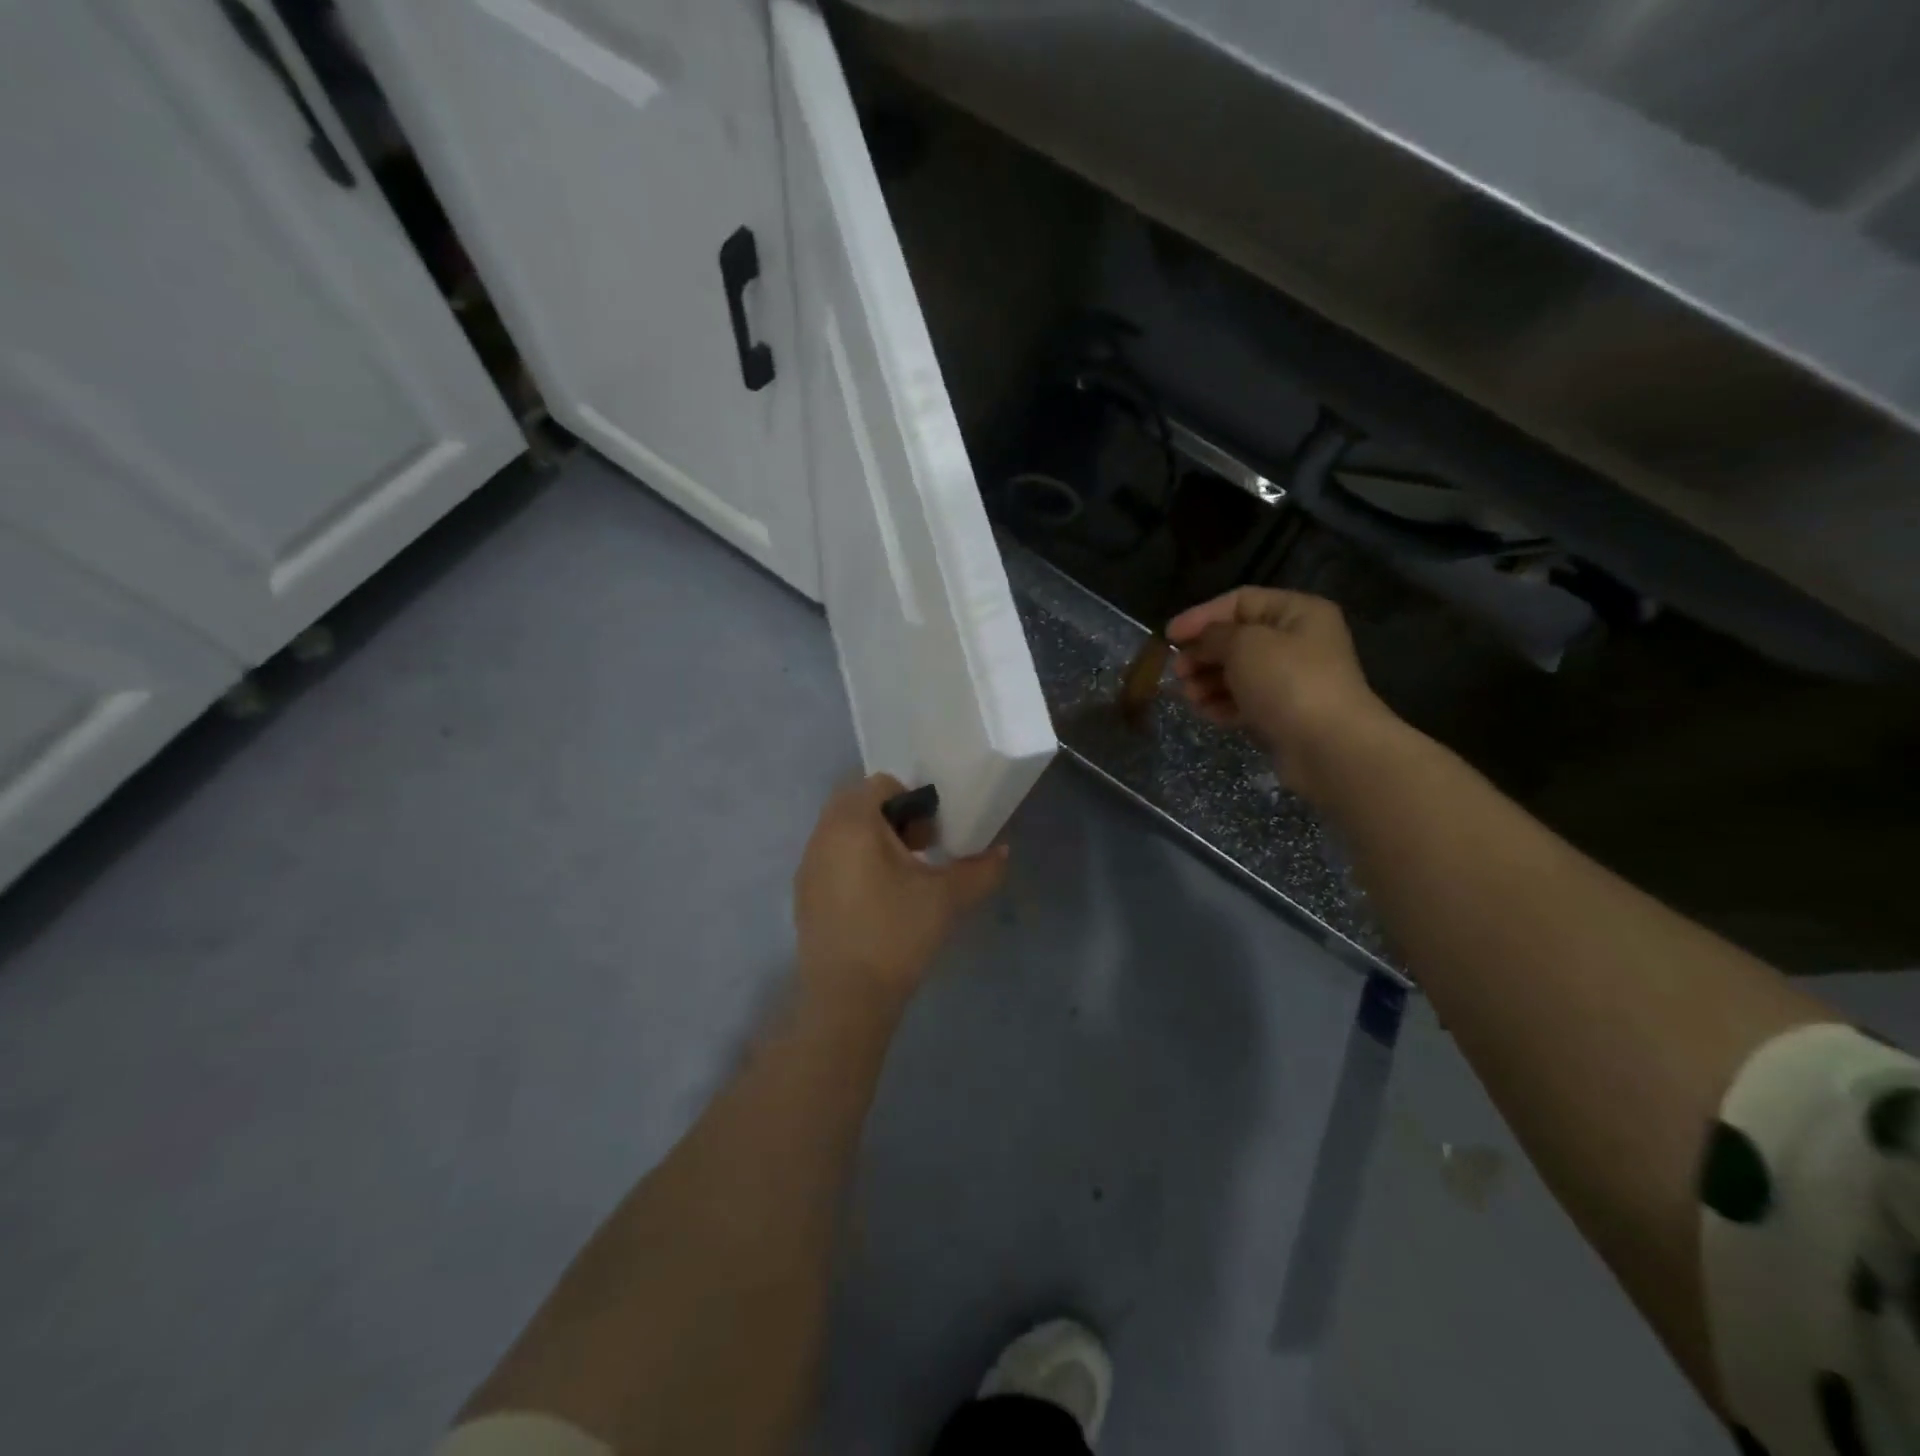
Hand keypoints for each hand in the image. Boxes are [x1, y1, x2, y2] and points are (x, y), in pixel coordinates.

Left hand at [793, 774, 1009, 1013]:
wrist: (847, 998)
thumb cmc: (897, 934)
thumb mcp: (948, 898)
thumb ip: (981, 868)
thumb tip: (1002, 851)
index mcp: (852, 823)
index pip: (881, 784)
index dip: (914, 800)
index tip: (932, 834)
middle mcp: (822, 835)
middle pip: (859, 804)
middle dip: (894, 819)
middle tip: (922, 850)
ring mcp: (808, 866)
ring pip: (843, 832)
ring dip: (875, 841)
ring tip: (904, 877)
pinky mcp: (804, 894)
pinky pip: (832, 859)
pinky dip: (856, 864)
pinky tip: (879, 901)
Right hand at [1166, 588, 1395, 799]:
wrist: (1328, 747)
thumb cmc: (1287, 682)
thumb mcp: (1244, 644)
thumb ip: (1214, 635)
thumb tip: (1200, 642)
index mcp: (1297, 613)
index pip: (1240, 601)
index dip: (1201, 615)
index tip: (1169, 635)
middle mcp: (1298, 642)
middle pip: (1237, 640)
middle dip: (1202, 654)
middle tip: (1177, 671)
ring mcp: (1292, 681)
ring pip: (1238, 673)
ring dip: (1207, 682)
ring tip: (1188, 696)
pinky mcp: (1284, 714)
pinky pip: (1245, 702)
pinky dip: (1222, 705)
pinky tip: (1205, 713)